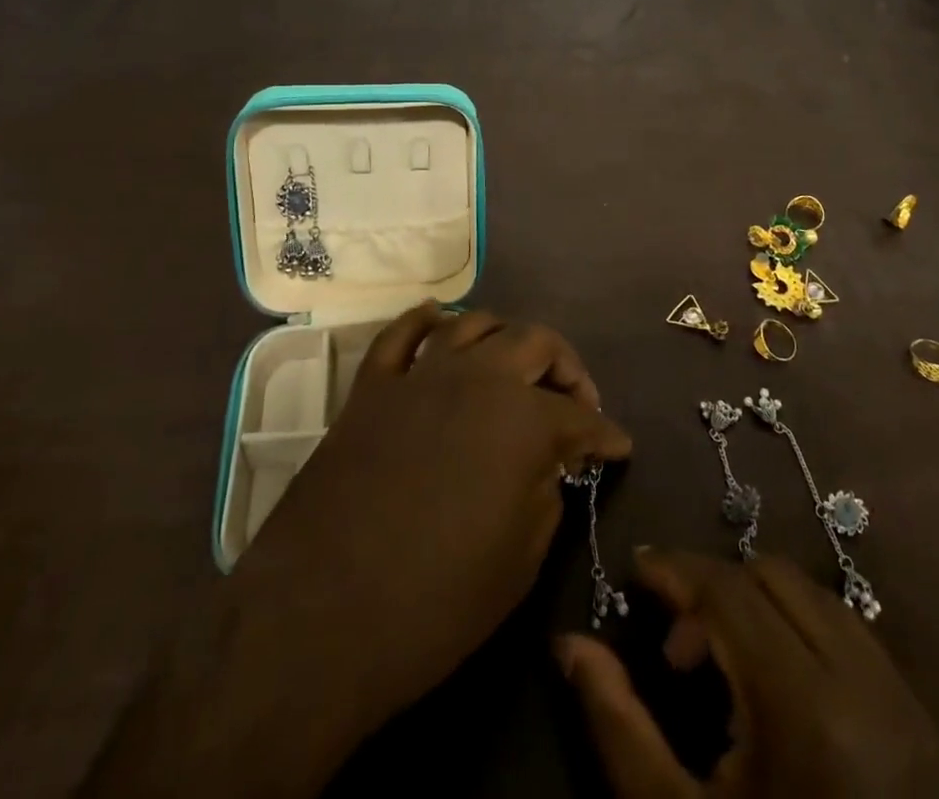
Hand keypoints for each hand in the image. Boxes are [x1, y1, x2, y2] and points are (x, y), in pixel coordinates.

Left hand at [80, 304, 631, 798]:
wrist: (320, 618)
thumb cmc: (435, 602)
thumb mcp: (519, 563)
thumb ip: (545, 497)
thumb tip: (550, 467)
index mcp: (523, 420)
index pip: (580, 419)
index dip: (606, 435)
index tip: (618, 446)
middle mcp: (478, 378)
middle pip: (535, 344)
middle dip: (566, 369)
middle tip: (574, 402)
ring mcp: (420, 375)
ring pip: (474, 324)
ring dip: (505, 337)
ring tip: (515, 365)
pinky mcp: (371, 388)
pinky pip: (400, 334)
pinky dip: (424, 321)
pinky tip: (439, 321)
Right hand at [559, 550, 938, 797]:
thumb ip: (620, 729)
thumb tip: (568, 644)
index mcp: (803, 705)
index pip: (728, 590)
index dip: (676, 568)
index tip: (635, 570)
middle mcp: (859, 678)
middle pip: (771, 577)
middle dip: (714, 588)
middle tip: (677, 645)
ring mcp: (899, 693)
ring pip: (814, 594)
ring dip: (757, 603)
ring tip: (724, 666)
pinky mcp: (922, 715)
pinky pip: (849, 629)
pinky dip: (800, 625)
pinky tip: (778, 682)